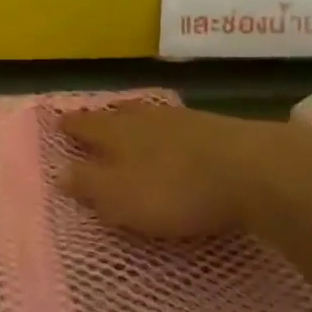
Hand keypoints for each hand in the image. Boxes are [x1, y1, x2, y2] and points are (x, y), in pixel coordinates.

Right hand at [60, 103, 311, 241]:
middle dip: (103, 118)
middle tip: (92, 119)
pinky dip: (168, 131)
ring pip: (150, 116)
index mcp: (117, 133)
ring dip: (136, 121)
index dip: (71, 126)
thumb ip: (89, 185)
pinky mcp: (216, 128)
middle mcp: (146, 118)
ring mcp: (183, 120)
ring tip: (130, 124)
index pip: (87, 126)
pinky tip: (176, 138)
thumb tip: (60, 172)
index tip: (58, 122)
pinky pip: (178, 125)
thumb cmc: (175, 189)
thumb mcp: (121, 197)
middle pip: (118, 115)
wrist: (253, 170)